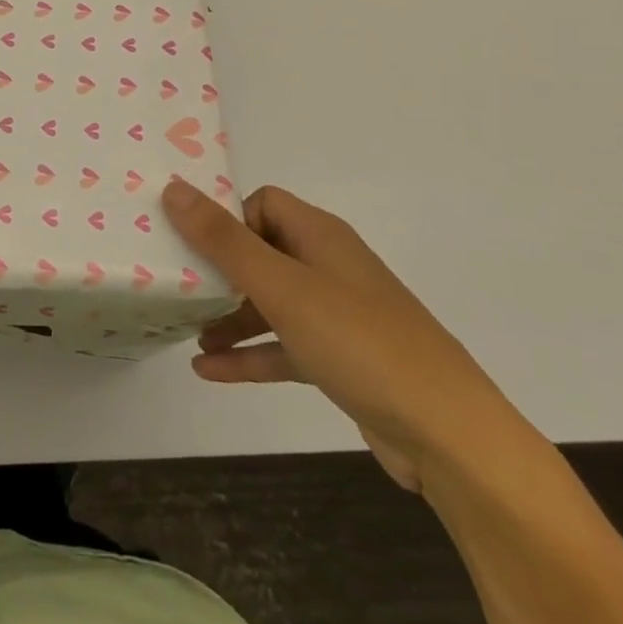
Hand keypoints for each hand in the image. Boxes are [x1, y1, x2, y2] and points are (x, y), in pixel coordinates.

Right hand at [163, 180, 527, 493]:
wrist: (449, 436)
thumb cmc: (359, 342)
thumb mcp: (282, 287)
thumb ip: (223, 240)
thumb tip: (173, 187)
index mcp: (320, 236)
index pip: (263, 203)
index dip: (228, 218)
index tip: (192, 245)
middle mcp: (329, 267)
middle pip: (262, 251)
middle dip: (219, 269)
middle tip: (177, 285)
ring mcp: (337, 316)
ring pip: (270, 302)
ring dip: (229, 315)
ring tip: (186, 331)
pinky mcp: (341, 360)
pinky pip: (284, 346)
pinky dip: (249, 354)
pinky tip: (208, 370)